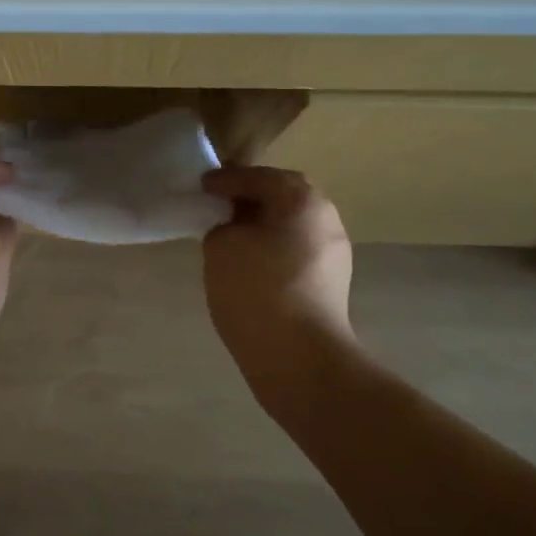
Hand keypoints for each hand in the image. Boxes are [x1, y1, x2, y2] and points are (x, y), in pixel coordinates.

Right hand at [202, 166, 357, 410]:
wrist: (299, 359)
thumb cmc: (257, 289)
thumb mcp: (221, 246)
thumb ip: (222, 226)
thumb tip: (233, 232)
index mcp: (302, 200)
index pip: (258, 177)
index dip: (226, 179)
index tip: (202, 185)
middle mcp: (326, 219)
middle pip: (282, 198)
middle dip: (249, 199)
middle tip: (217, 205)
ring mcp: (334, 254)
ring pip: (290, 227)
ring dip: (261, 226)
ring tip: (228, 235)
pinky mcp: (330, 285)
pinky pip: (294, 253)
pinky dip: (270, 249)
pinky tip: (247, 264)